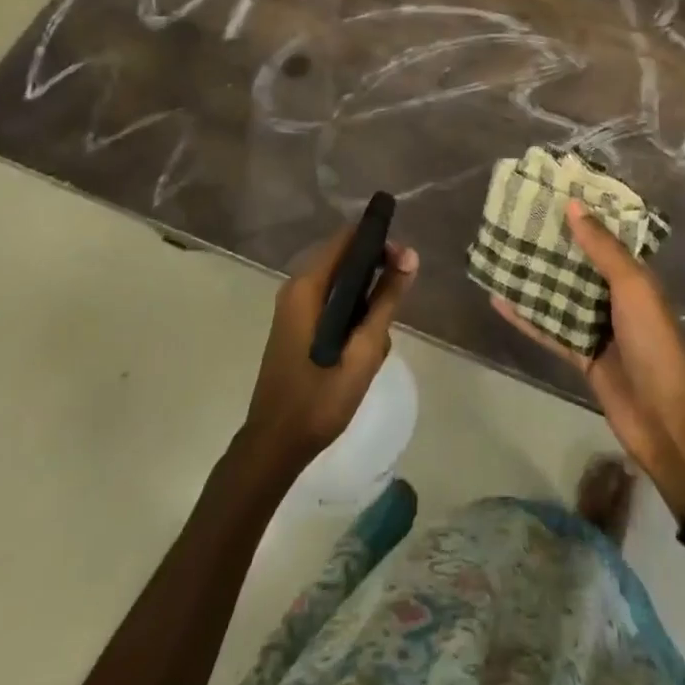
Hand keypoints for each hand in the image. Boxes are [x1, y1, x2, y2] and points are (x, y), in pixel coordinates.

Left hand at [241, 225, 419, 475]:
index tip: (405, 261)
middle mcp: (296, 288)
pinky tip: (363, 346)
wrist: (275, 445)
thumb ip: (386, 301)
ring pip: (340, 284)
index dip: (378, 241)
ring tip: (378, 338)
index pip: (347, 239)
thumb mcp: (363, 351)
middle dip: (376, 273)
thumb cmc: (319, 399)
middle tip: (400, 299)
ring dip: (365, 300)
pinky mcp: (296, 325)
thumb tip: (410, 256)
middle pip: (344, 259)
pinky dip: (351, 314)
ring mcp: (293, 307)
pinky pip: (331, 302)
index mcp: (307, 287)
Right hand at [491, 201, 684, 514]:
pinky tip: (498, 300)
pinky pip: (548, 328)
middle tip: (515, 219)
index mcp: (634, 276)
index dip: (582, 215)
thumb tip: (573, 205)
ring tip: (500, 252)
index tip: (550, 191)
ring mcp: (596, 326)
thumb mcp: (633, 287)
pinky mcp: (579, 354)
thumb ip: (603, 249)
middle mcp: (614, 297)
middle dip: (552, 244)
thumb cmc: (654, 343)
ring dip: (534, 277)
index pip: (605, 236)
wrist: (664, 418)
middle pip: (578, 263)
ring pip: (559, 294)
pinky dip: (526, 316)